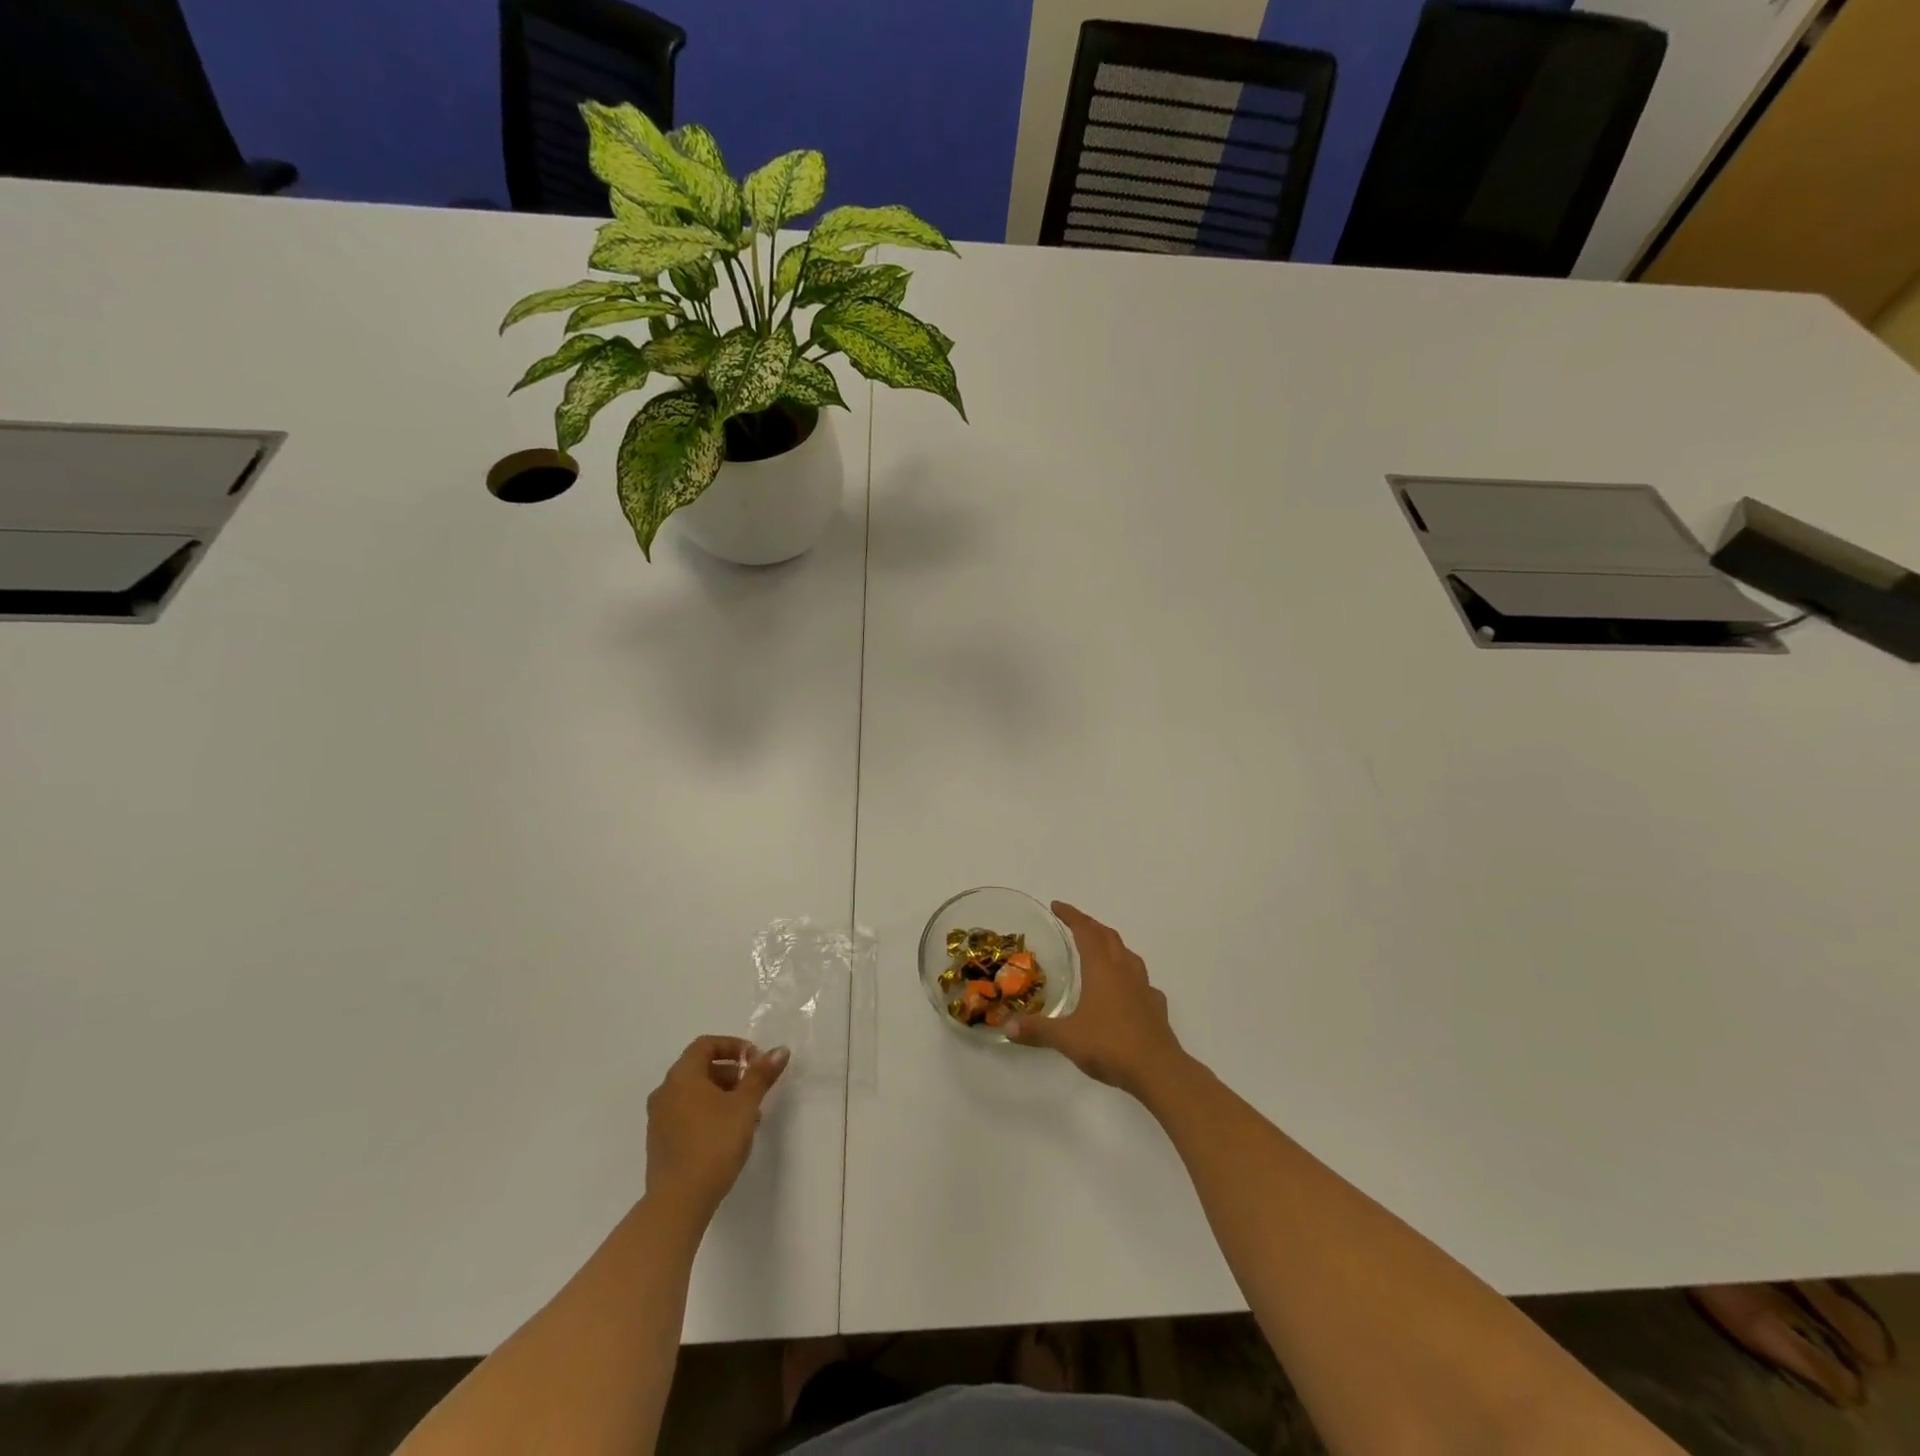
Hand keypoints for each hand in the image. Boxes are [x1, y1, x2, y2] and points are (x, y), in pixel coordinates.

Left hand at [644, 1036, 788, 1221]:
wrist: (678, 1201)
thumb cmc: (714, 1143)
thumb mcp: (745, 1105)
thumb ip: (761, 1075)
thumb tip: (779, 1051)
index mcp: (682, 1076)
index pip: (705, 1044)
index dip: (733, 1046)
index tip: (755, 1062)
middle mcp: (665, 1092)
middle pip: (700, 1068)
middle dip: (730, 1073)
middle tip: (754, 1089)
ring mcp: (658, 1119)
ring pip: (694, 1093)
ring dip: (721, 1095)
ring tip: (746, 1115)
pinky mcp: (660, 1142)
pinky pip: (686, 1114)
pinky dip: (707, 1113)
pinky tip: (727, 1134)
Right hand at [1006, 903, 1187, 1098]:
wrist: (1158, 1070)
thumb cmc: (1109, 1045)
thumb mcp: (1066, 1038)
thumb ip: (1037, 1029)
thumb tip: (1007, 1027)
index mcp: (1101, 968)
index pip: (1085, 931)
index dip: (1071, 915)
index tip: (1057, 905)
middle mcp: (1124, 970)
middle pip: (1108, 936)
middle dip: (1091, 926)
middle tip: (1075, 924)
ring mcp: (1144, 987)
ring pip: (1128, 955)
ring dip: (1112, 946)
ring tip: (1101, 951)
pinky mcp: (1156, 1006)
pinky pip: (1142, 982)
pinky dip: (1130, 977)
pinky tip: (1126, 991)